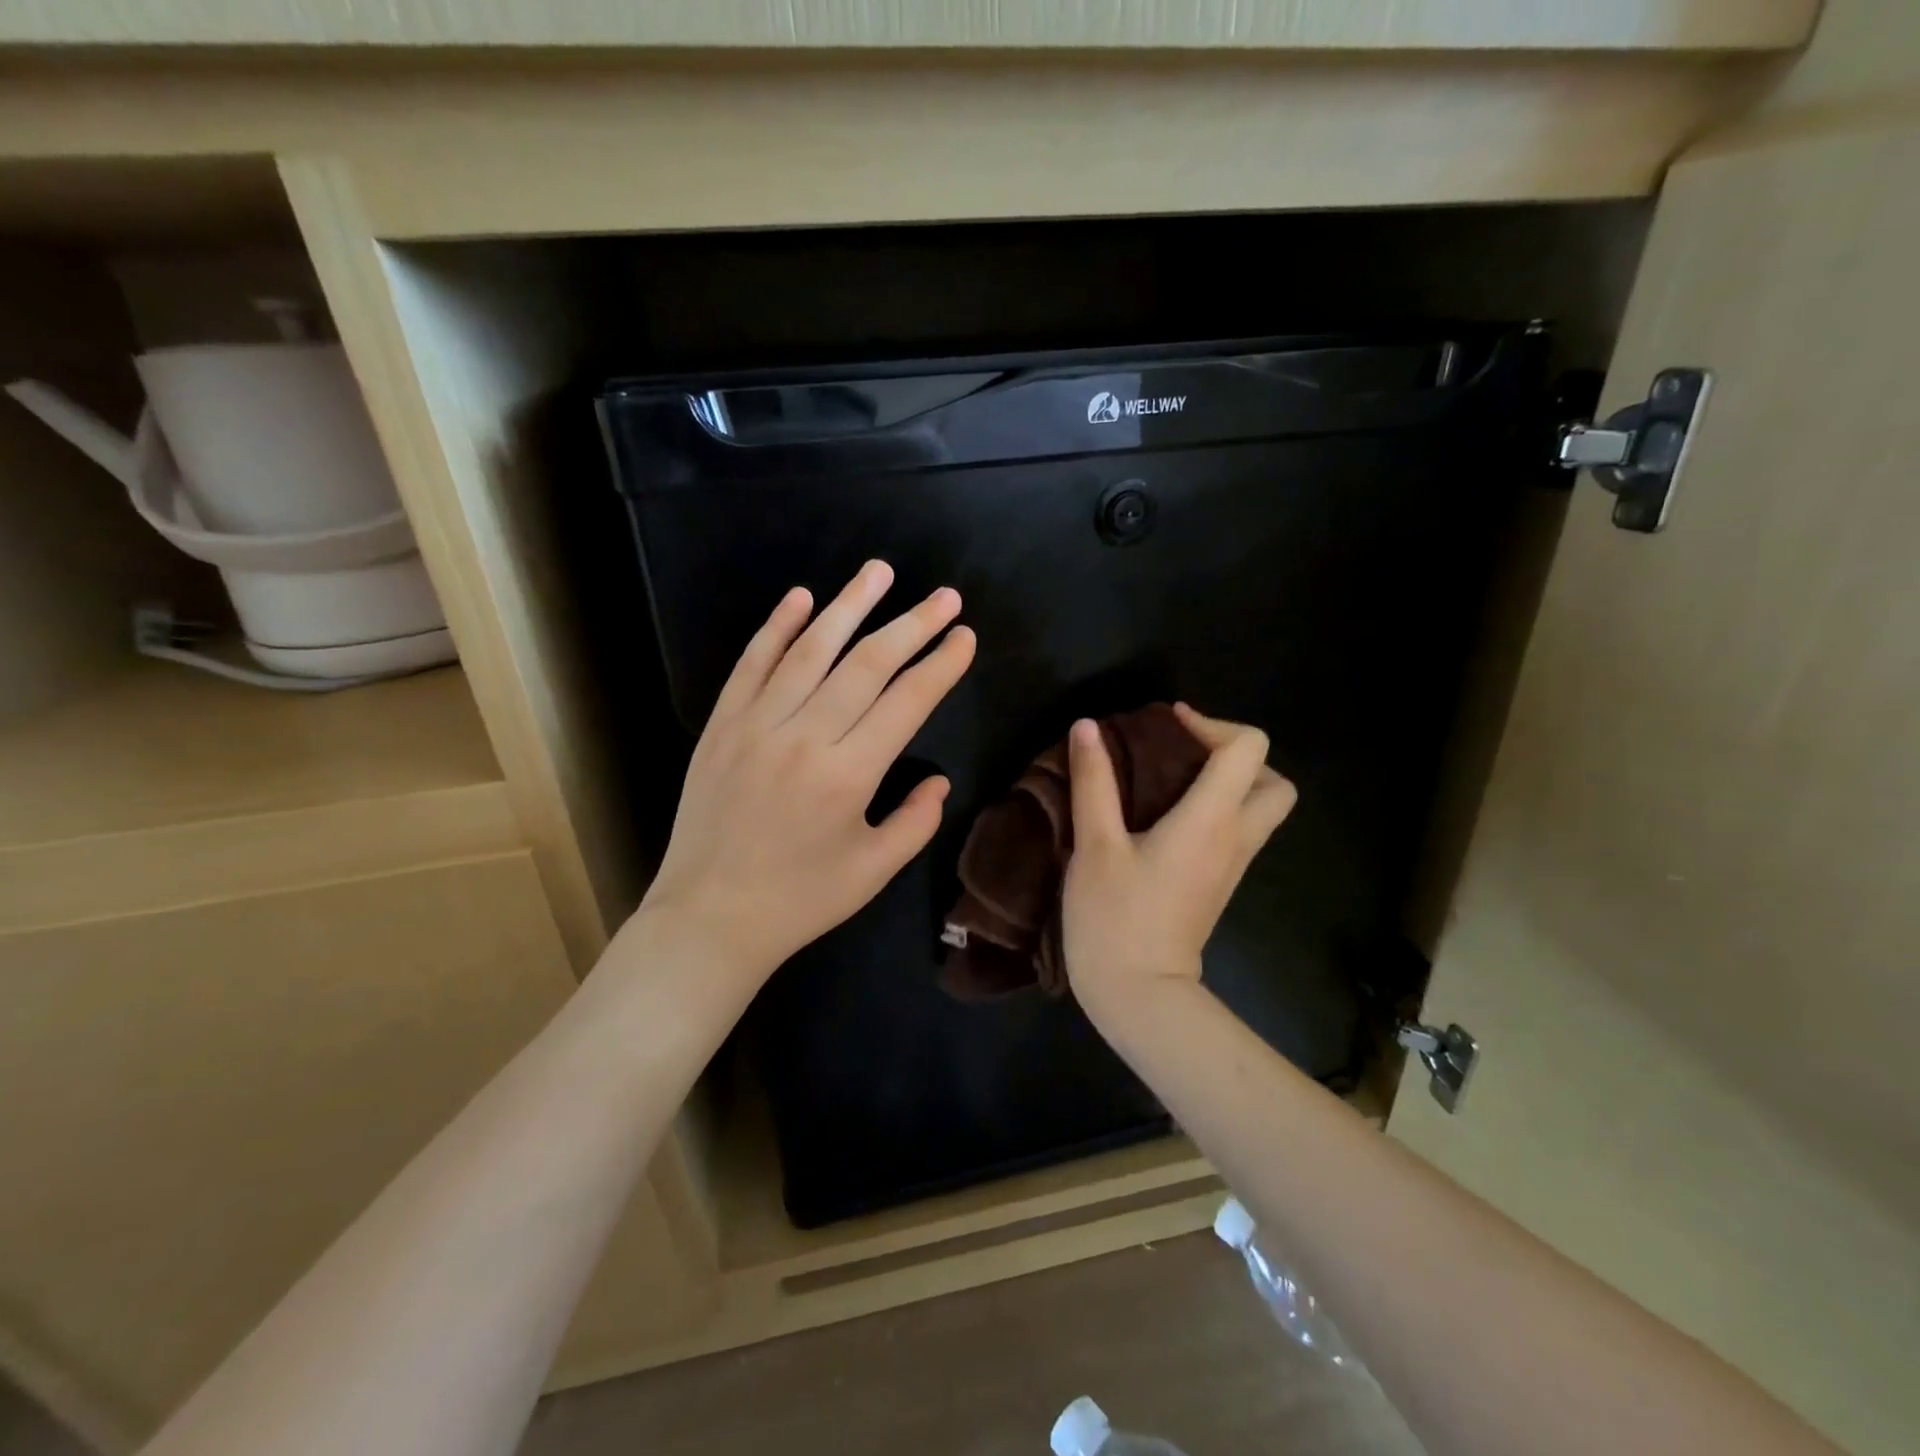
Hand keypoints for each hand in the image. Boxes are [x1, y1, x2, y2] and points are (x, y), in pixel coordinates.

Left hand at [638, 561, 975, 980]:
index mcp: (848, 775)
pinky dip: (776, 628)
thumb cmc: (799, 901)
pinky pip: (751, 665)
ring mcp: (756, 725)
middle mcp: (804, 738)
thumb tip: (938, 780)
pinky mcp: (721, 726)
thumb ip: (915, 821)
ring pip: (810, 651)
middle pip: (867, 664)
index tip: (965, 636)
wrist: (709, 918)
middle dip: (913, 625)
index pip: (907, 701)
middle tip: (944, 596)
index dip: (941, 665)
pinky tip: (801, 597)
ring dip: (849, 606)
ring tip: (880, 572)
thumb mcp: (873, 871)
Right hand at [1061, 704, 1296, 1016]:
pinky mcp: (1219, 883)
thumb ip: (1094, 783)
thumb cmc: (1114, 917)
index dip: (1212, 723)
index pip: (1248, 749)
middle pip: (1274, 782)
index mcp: (1210, 820)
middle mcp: (1234, 838)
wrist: (1138, 995)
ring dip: (1229, 782)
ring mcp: (1232, 865)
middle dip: (1236, 756)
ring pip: (1261, 808)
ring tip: (1172, 779)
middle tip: (1185, 755)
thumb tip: (1088, 726)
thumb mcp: (1095, 846)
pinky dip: (1217, 809)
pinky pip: (1238, 831)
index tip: (1168, 724)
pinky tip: (1166, 814)